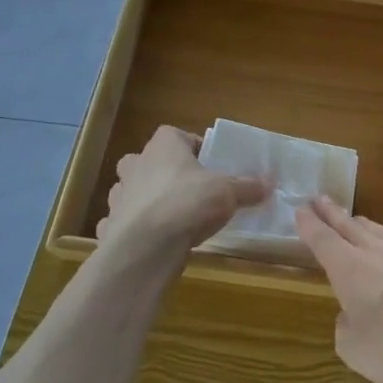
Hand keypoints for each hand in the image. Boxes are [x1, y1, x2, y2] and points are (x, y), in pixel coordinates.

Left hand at [98, 127, 267, 256]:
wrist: (146, 247)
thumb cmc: (188, 203)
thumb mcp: (229, 192)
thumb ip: (248, 186)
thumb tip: (270, 183)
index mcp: (164, 145)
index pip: (178, 136)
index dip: (195, 149)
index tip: (211, 166)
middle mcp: (137, 163)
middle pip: (153, 161)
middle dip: (168, 173)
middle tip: (191, 190)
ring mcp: (120, 195)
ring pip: (134, 190)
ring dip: (149, 199)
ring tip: (174, 216)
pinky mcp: (112, 224)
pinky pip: (125, 220)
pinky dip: (137, 227)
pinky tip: (155, 238)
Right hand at [294, 197, 382, 382]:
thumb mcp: (355, 350)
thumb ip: (347, 329)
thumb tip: (352, 315)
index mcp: (352, 271)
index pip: (325, 242)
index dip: (311, 227)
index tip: (301, 209)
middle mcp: (381, 256)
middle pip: (352, 228)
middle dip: (334, 214)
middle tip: (320, 199)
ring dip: (366, 225)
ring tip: (356, 218)